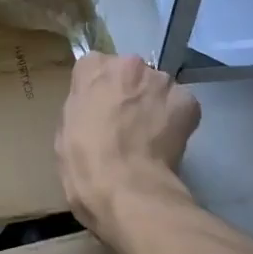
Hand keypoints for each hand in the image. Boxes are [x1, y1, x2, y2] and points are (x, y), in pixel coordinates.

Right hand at [56, 53, 200, 238]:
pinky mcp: (188, 101)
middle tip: (126, 124)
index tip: (99, 110)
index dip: (98, 90)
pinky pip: (180, 105)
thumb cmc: (83, 162)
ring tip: (150, 137)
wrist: (126, 190)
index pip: (94, 67)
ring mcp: (160, 80)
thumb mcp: (64, 128)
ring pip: (157, 88)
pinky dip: (176, 120)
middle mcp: (128, 63)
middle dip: (129, 93)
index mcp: (91, 67)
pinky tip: (167, 143)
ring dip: (154, 104)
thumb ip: (82, 105)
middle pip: (129, 73)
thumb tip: (95, 106)